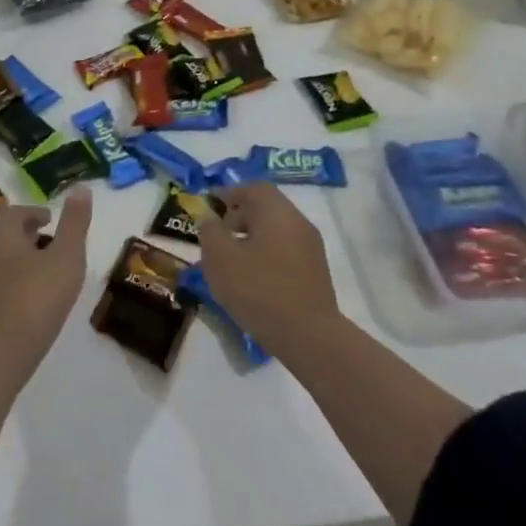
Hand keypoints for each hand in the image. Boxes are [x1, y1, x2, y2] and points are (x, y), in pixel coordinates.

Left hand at [0, 188, 92, 375]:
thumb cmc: (36, 298)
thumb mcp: (66, 256)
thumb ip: (74, 223)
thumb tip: (81, 188)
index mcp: (2, 236)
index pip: (13, 212)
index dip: (33, 212)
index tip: (52, 221)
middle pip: (6, 236)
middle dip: (30, 236)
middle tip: (55, 245)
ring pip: (3, 261)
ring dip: (24, 261)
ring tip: (50, 274)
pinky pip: (1, 286)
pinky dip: (18, 284)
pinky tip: (36, 302)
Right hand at [197, 183, 341, 360]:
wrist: (309, 337)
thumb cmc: (259, 290)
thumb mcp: (220, 259)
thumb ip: (210, 231)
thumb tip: (208, 216)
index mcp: (277, 211)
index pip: (254, 188)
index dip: (230, 193)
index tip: (212, 207)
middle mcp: (298, 222)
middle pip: (267, 208)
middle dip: (240, 217)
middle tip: (219, 235)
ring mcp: (312, 248)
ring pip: (277, 230)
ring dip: (253, 237)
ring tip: (233, 261)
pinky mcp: (317, 272)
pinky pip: (287, 251)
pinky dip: (268, 254)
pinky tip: (254, 279)